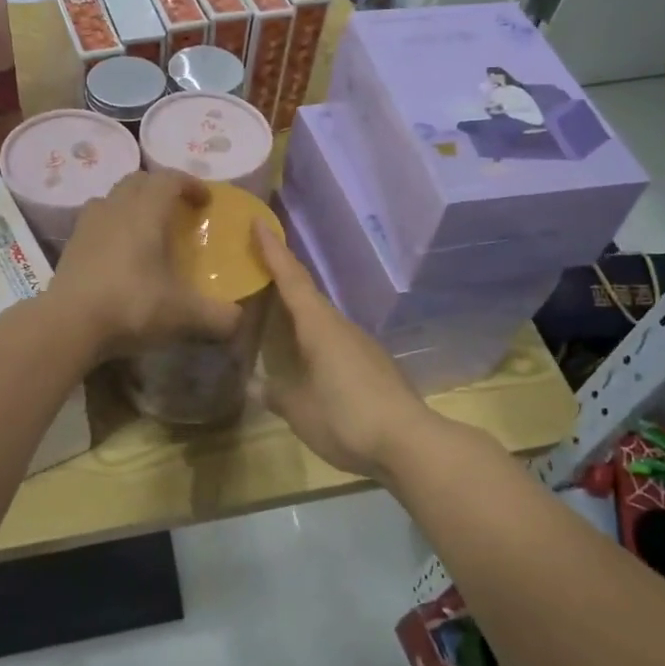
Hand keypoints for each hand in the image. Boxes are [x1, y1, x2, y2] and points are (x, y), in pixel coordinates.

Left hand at [50, 172, 240, 360]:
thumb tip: (238, 320)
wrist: (68, 324)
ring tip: (146, 229)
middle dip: (160, 188)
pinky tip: (119, 254)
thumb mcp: (184, 315)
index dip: (190, 184)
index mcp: (146, 212)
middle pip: (138, 181)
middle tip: (177, 210)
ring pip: (112, 199)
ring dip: (132, 204)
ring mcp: (87, 225)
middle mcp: (115, 208)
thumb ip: (218, 316)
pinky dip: (112, 228)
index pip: (169, 178)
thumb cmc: (132, 306)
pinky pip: (95, 223)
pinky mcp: (70, 246)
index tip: (206, 201)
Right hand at [253, 221, 439, 477]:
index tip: (258, 223)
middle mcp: (341, 327)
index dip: (273, 252)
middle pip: (308, 294)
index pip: (292, 280)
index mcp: (319, 327)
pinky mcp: (374, 366)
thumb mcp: (299, 410)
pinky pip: (336, 340)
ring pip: (323, 318)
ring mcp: (362, 345)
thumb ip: (275, 394)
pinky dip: (316, 336)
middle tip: (257, 266)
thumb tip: (254, 384)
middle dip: (283, 277)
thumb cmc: (346, 418)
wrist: (410, 442)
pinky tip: (308, 356)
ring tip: (276, 313)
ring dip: (300, 310)